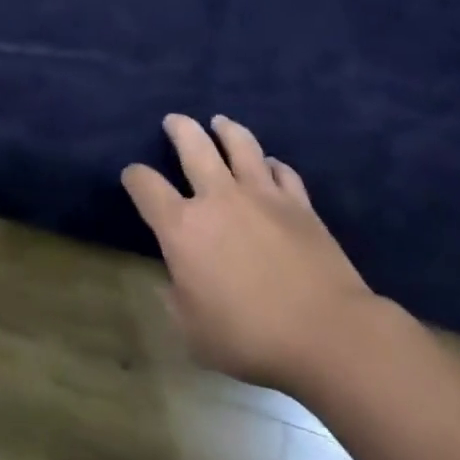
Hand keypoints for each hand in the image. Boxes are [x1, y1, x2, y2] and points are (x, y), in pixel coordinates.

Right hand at [123, 115, 375, 390]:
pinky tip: (270, 165)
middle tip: (174, 121)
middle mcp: (218, 197)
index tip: (133, 176)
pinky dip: (271, 164)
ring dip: (226, 129)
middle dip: (179, 128)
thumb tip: (173, 280)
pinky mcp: (298, 202)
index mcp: (183, 228)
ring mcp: (262, 194)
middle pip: (193, 144)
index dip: (134, 177)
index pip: (146, 186)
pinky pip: (282, 170)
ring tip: (220, 122)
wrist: (327, 333)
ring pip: (240, 144)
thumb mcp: (194, 333)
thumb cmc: (251, 338)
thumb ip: (176, 300)